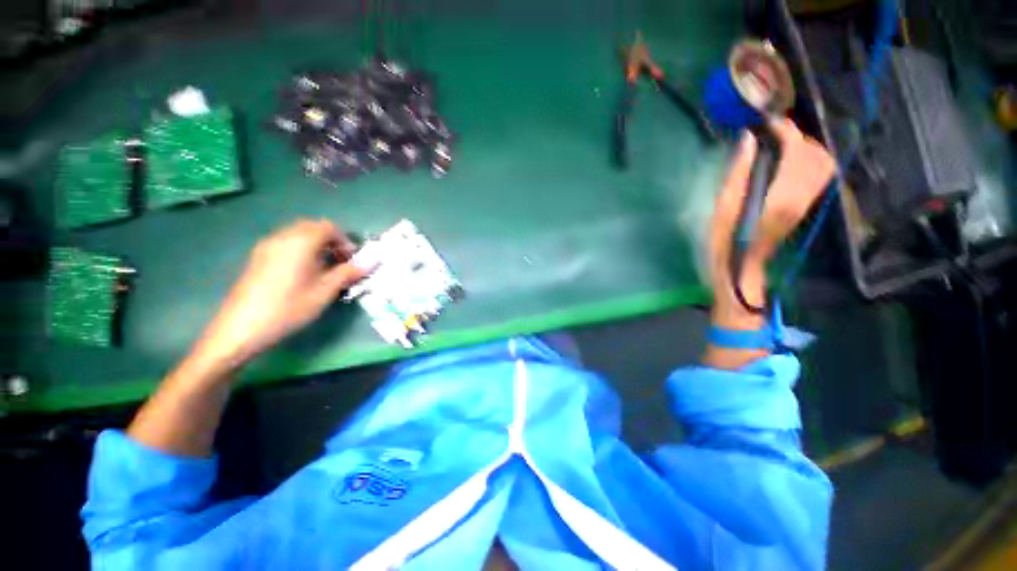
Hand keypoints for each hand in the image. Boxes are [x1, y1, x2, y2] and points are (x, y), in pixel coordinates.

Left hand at [194, 219, 367, 369]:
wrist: (241, 328)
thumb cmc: (288, 308)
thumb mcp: (324, 292)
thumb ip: (347, 273)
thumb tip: (369, 263)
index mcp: (300, 242)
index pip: (328, 227)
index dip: (345, 240)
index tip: (352, 260)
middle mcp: (282, 238)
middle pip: (312, 227)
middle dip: (331, 241)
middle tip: (341, 262)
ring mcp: (267, 247)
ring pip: (298, 235)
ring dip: (316, 245)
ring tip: (324, 269)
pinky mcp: (258, 258)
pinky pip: (286, 244)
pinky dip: (301, 250)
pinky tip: (304, 273)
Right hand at [709, 118, 836, 288]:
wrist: (741, 267)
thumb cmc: (724, 241)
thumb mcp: (721, 208)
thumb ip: (737, 173)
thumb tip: (749, 139)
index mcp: (780, 199)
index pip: (798, 153)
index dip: (786, 132)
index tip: (768, 123)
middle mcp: (801, 199)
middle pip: (817, 155)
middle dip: (798, 137)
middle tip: (773, 133)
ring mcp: (806, 203)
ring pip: (824, 164)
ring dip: (806, 147)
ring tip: (780, 144)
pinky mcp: (805, 206)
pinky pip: (819, 175)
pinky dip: (809, 159)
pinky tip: (788, 160)